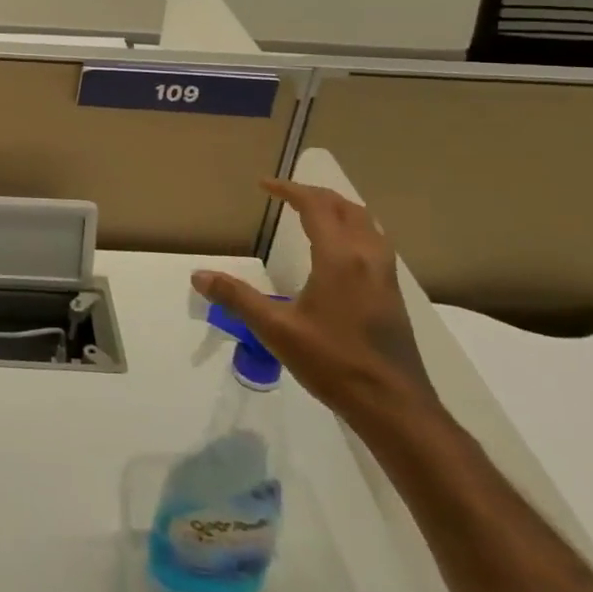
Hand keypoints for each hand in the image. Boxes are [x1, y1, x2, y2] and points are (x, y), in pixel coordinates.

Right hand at [192, 178, 438, 428]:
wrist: (393, 406)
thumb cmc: (333, 362)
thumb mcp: (275, 330)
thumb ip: (237, 298)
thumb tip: (198, 275)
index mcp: (339, 258)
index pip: (316, 206)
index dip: (289, 190)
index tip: (264, 185)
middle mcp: (367, 258)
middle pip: (347, 208)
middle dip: (315, 194)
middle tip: (286, 194)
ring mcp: (385, 276)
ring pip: (367, 224)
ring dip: (339, 210)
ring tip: (313, 213)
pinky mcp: (392, 295)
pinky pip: (375, 243)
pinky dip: (353, 230)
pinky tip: (338, 252)